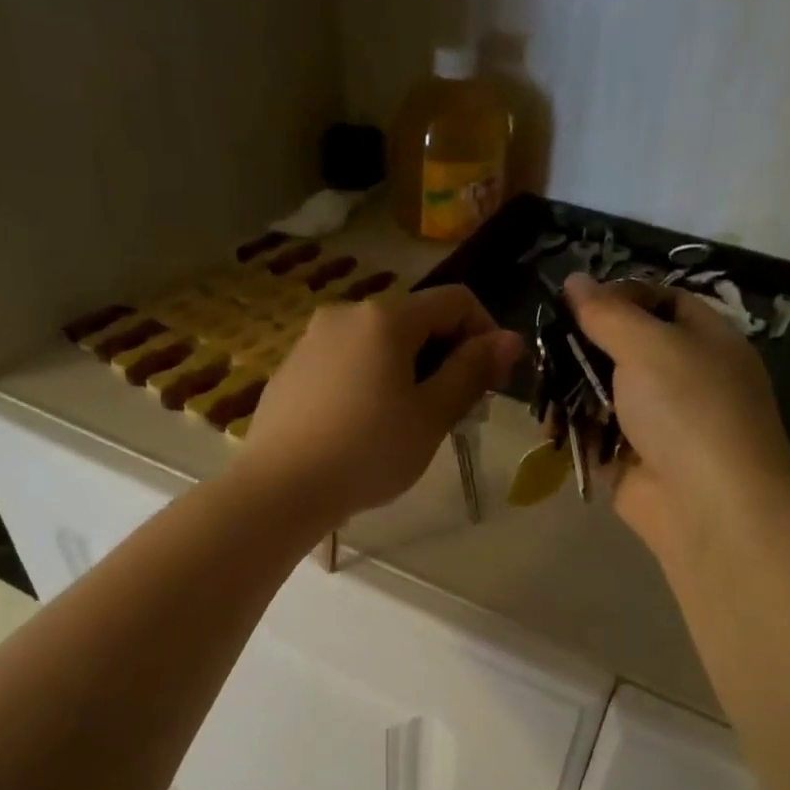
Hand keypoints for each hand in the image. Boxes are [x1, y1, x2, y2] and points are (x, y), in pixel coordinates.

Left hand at [240, 285, 522, 525]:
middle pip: (415, 321)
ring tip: (408, 423)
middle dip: (445, 356)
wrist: (280, 488)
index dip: (486, 334)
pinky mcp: (291, 369)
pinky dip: (369, 382)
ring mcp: (312, 340)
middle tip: (454, 411)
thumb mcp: (431, 416)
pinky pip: (345, 363)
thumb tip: (509, 339)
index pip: (456, 301)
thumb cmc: (368, 452)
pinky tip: (363, 427)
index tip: (492, 382)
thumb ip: (472, 371)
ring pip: (378, 344)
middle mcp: (345, 314)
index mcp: (386, 317)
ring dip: (408, 371)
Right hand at [564, 273, 789, 564]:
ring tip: (542, 394)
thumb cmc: (688, 410)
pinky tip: (548, 429)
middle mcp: (683, 377)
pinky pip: (598, 436)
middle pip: (624, 348)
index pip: (660, 301)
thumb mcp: (649, 346)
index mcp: (704, 339)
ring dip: (571, 393)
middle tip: (545, 348)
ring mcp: (658, 423)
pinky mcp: (634, 461)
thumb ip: (607, 314)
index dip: (618, 296)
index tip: (574, 303)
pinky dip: (574, 432)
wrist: (709, 506)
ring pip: (605, 394)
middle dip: (583, 349)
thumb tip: (575, 280)